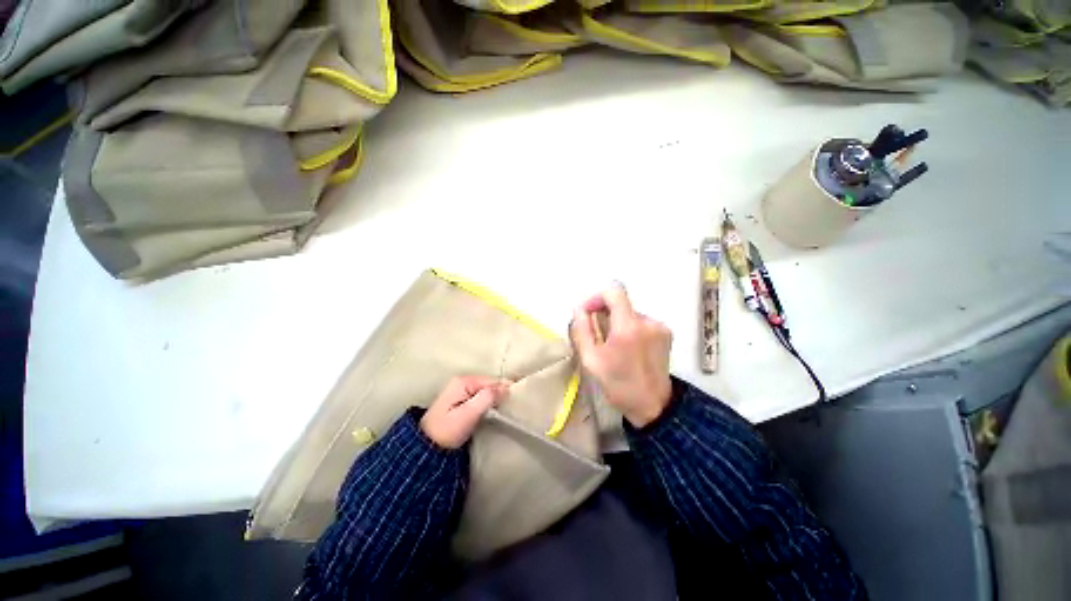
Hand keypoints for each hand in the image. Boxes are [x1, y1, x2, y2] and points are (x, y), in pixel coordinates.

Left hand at [421, 376, 509, 448]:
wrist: (425, 449)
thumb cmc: (446, 432)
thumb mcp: (467, 415)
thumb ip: (486, 398)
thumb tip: (506, 387)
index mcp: (463, 382)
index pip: (492, 380)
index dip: (505, 389)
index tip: (517, 399)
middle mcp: (462, 382)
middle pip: (489, 384)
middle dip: (501, 392)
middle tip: (514, 405)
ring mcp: (461, 391)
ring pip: (486, 390)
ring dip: (496, 398)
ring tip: (507, 408)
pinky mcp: (461, 401)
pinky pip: (481, 396)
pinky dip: (489, 401)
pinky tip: (495, 409)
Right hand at [571, 284, 672, 427]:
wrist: (652, 405)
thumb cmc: (617, 384)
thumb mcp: (590, 360)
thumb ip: (581, 330)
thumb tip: (579, 309)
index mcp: (627, 328)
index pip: (613, 292)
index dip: (597, 297)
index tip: (588, 312)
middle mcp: (647, 321)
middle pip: (621, 303)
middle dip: (605, 314)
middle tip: (598, 335)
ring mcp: (659, 326)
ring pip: (630, 313)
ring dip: (618, 322)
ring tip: (614, 346)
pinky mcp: (666, 332)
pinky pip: (641, 321)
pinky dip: (630, 328)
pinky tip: (629, 348)